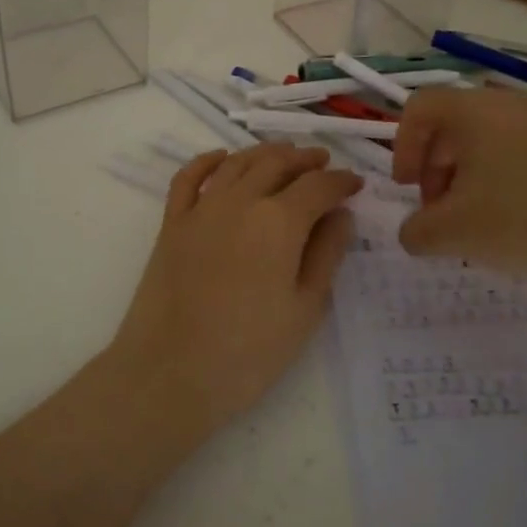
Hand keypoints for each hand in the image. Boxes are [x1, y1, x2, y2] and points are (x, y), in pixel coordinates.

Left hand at [108, 143, 362, 439]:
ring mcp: (201, 208)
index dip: (341, 182)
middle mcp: (240, 200)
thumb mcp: (304, 308)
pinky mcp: (172, 222)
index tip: (356, 184)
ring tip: (284, 156)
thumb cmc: (248, 351)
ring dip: (265, 154)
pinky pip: (189, 177)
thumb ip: (326, 254)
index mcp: (279, 221)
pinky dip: (208, 160)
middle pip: (277, 163)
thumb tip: (341, 214)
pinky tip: (222, 158)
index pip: (318, 186)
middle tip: (323, 162)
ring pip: (237, 162)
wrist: (170, 372)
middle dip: (305, 159)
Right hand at [391, 87, 526, 347]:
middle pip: (451, 126)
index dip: (402, 146)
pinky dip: (500, 182)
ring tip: (474, 224)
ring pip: (485, 142)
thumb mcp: (455, 233)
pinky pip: (516, 155)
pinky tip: (512, 224)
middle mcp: (506, 106)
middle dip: (434, 169)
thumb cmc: (525, 219)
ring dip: (466, 179)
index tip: (408, 189)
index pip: (419, 108)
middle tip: (438, 212)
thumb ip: (417, 231)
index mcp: (472, 111)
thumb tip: (414, 232)